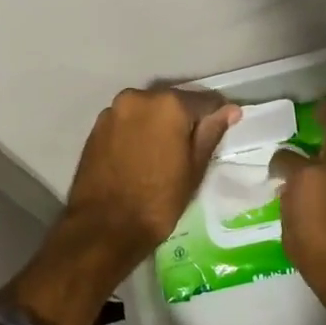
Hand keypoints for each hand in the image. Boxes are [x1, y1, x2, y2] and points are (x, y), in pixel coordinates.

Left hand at [9, 87, 239, 324]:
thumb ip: (211, 132)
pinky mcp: (96, 126)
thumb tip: (228, 110)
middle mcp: (139, 97)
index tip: (225, 128)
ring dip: (160, 124)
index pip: (206, 101)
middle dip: (186, 119)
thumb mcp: (194, 168)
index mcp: (169, 104)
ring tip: (166, 152)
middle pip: (174, 102)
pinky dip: (139, 132)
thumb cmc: (158, 201)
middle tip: (193, 146)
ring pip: (149, 111)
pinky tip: (143, 155)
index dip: (218, 115)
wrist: (104, 227)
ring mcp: (114, 110)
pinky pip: (128, 121)